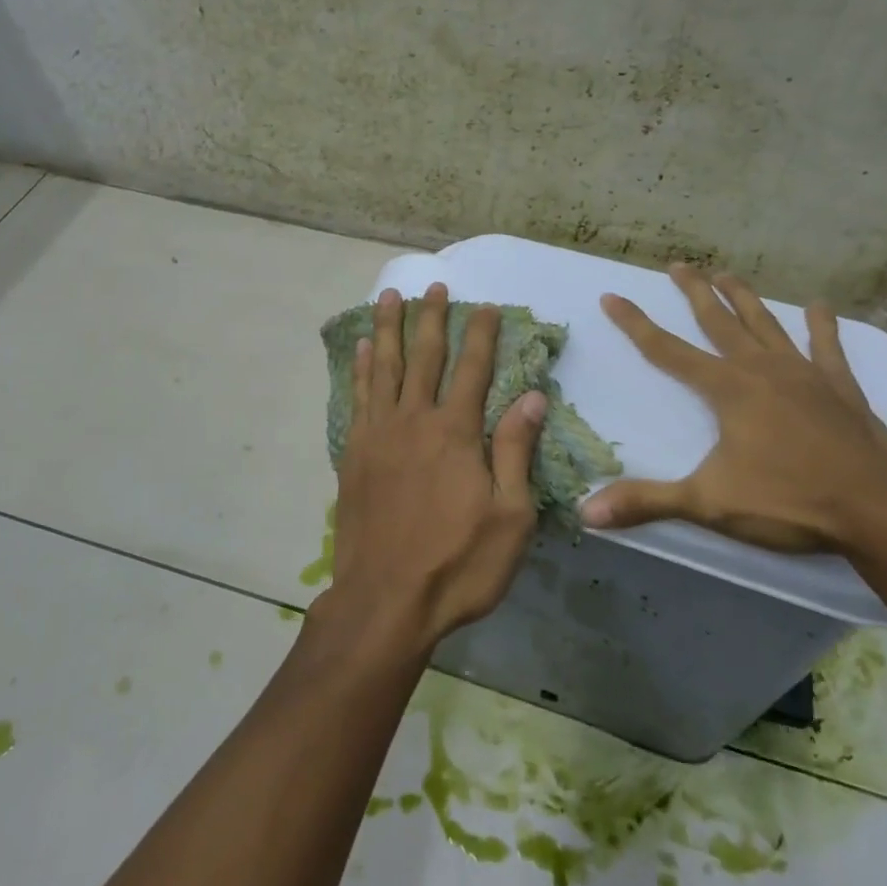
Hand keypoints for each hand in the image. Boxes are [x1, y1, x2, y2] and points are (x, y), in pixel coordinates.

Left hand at [322, 284, 546, 652]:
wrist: (386, 600)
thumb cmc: (458, 564)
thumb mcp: (509, 517)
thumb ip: (515, 451)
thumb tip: (532, 396)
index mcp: (456, 432)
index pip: (472, 369)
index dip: (480, 335)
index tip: (485, 306)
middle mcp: (415, 420)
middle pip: (425, 357)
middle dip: (432, 318)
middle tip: (435, 286)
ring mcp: (380, 434)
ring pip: (386, 367)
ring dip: (389, 329)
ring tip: (390, 297)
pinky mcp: (355, 452)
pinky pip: (358, 396)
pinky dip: (362, 368)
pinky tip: (364, 349)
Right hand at [578, 267, 886, 553]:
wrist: (881, 512)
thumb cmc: (789, 503)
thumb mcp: (709, 503)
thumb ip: (647, 503)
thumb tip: (587, 513)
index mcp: (727, 390)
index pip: (666, 349)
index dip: (635, 323)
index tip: (611, 296)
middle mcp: (761, 369)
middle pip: (718, 321)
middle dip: (694, 292)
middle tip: (678, 265)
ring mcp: (804, 374)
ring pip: (765, 324)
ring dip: (743, 298)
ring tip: (726, 274)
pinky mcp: (841, 388)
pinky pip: (828, 347)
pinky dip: (822, 326)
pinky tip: (819, 307)